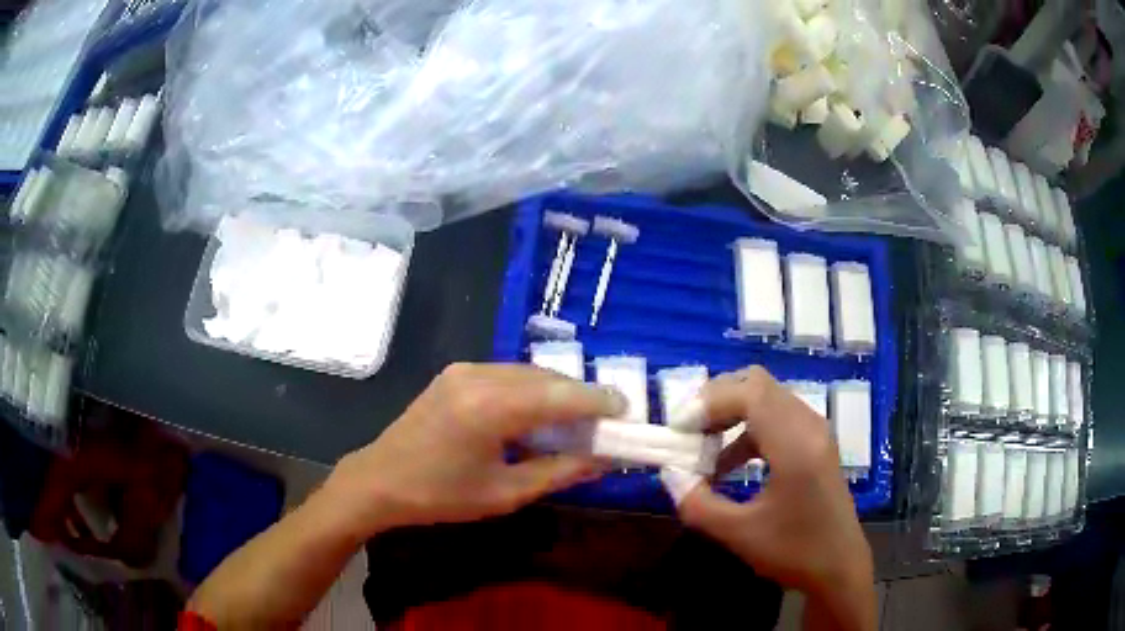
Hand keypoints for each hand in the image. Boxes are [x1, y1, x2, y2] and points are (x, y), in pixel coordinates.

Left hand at [323, 363, 624, 536]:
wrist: (379, 480)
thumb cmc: (440, 495)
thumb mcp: (505, 493)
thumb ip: (559, 472)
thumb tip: (604, 460)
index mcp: (491, 407)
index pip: (561, 395)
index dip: (598, 401)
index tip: (626, 410)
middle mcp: (479, 376)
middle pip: (547, 378)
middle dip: (580, 396)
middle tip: (605, 419)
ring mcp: (464, 369)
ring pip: (528, 372)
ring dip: (556, 391)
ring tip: (577, 418)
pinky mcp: (455, 372)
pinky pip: (506, 374)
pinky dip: (531, 389)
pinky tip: (538, 412)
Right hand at [674, 367, 875, 628]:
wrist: (839, 567)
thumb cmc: (793, 552)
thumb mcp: (738, 534)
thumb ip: (697, 503)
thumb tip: (670, 474)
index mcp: (795, 444)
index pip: (749, 392)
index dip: (709, 402)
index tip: (679, 430)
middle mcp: (809, 426)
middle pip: (757, 384)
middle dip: (717, 401)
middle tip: (689, 431)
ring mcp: (816, 432)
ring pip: (767, 398)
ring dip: (732, 414)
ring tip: (704, 449)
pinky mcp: (816, 443)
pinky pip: (777, 417)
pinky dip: (748, 429)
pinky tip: (731, 464)